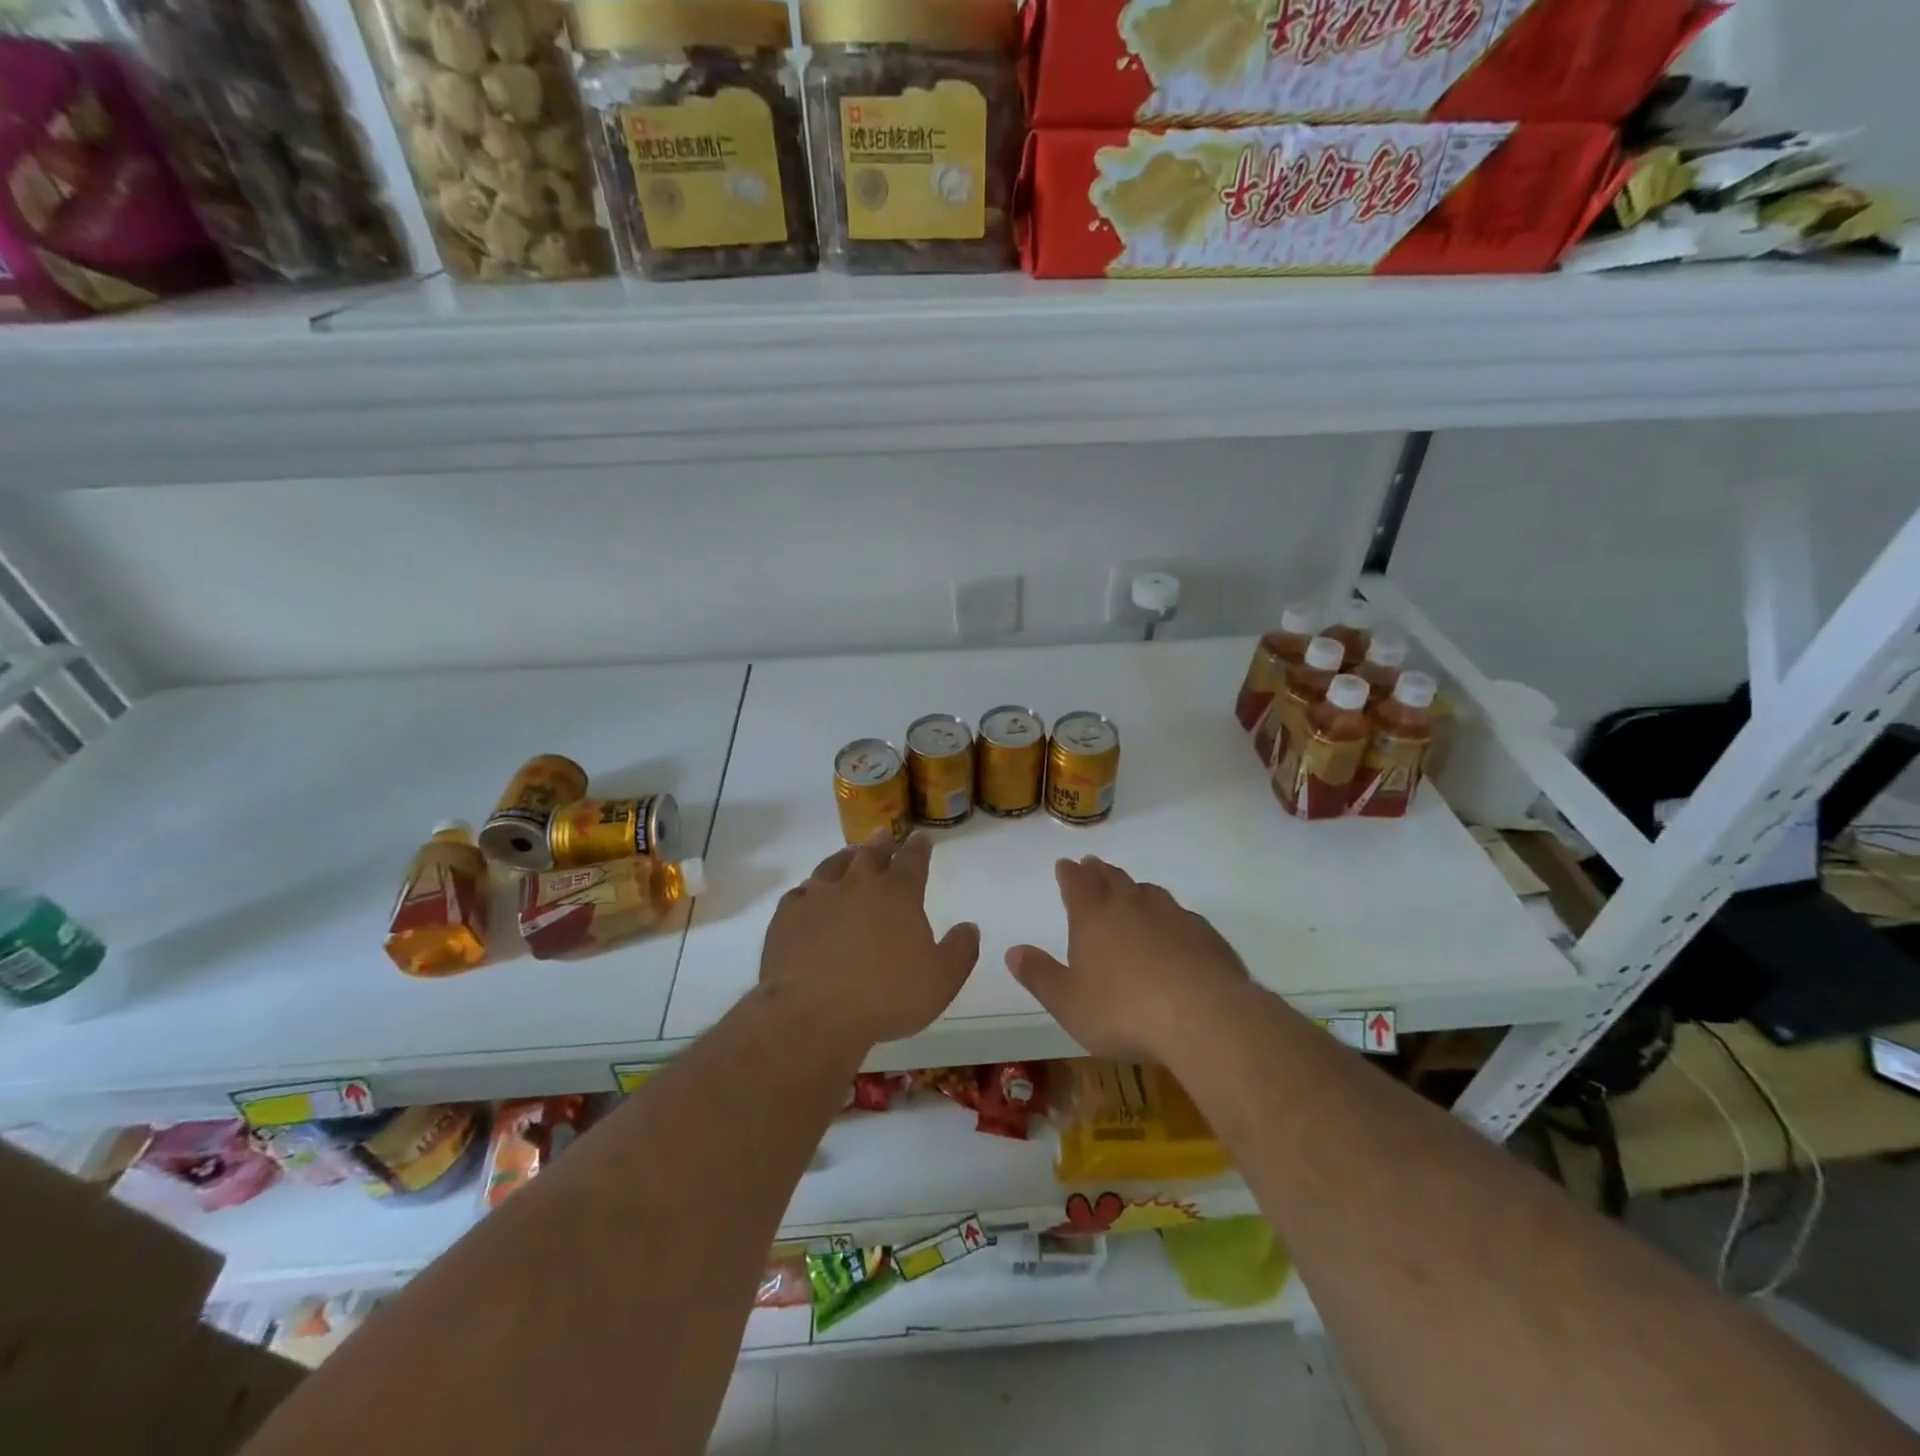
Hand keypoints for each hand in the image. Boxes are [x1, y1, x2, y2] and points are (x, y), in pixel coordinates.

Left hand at [758, 831, 979, 1053]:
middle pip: (871, 854)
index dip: (919, 848)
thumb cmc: (886, 997)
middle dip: (882, 844)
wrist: (812, 1013)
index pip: (912, 860)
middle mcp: (858, 885)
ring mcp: (819, 897)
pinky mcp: (787, 916)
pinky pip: (800, 892)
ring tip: (849, 854)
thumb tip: (969, 927)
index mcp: (898, 895)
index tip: (921, 838)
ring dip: (845, 857)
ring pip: (833, 865)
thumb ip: (960, 951)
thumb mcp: (941, 981)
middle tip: (885, 837)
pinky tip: (809, 894)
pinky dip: (810, 889)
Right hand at [1007, 856, 1250, 1061]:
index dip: (1069, 873)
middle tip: (1092, 864)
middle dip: (1099, 872)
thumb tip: (1013, 951)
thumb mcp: (1069, 1002)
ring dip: (1134, 888)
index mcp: (1094, 916)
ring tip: (1130, 889)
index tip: (1065, 864)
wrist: (1204, 1017)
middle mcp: (1132, 905)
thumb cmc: (1124, 1011)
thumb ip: (1040, 976)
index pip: (1077, 884)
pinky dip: (1168, 916)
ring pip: (1148, 892)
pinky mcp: (1205, 935)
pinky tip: (1173, 929)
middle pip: (1112, 879)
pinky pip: (1180, 915)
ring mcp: (1172, 916)